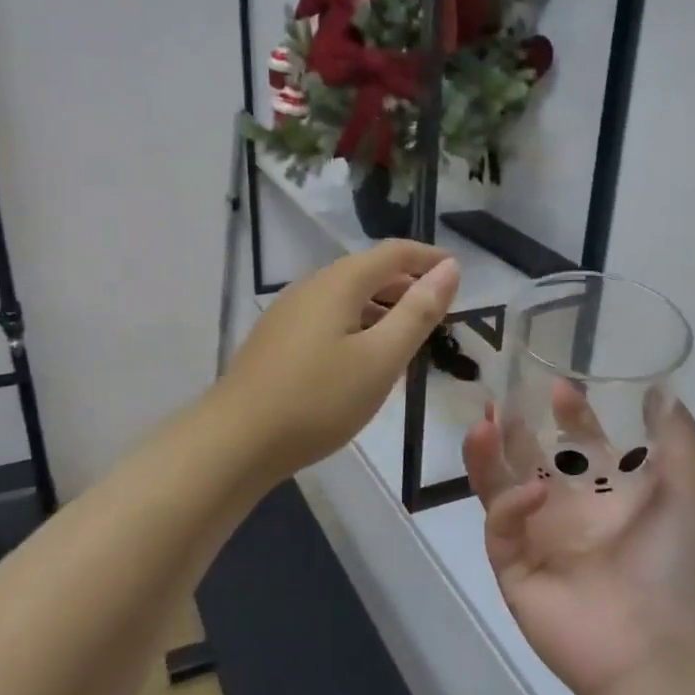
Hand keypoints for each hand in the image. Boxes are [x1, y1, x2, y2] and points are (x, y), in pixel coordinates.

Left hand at [223, 242, 460, 479]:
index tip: (459, 271)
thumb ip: (418, 312)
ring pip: (348, 300)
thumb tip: (449, 268)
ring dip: (383, 311)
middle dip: (407, 287)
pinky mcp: (277, 341)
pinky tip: (365, 363)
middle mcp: (311, 287)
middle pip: (368, 273)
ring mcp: (289, 314)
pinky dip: (358, 329)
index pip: (393, 253)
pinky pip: (329, 321)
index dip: (429, 257)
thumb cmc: (318, 399)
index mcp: (339, 283)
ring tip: (410, 343)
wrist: (236, 441)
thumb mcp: (381, 358)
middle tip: (440, 314)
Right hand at [463, 388, 694, 694]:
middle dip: (515, 430)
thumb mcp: (690, 491)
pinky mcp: (515, 570)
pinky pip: (501, 529)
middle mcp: (570, 513)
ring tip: (484, 426)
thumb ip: (676, 438)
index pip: (579, 445)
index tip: (558, 387)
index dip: (569, 415)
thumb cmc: (680, 565)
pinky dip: (509, 506)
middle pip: (530, 461)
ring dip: (489, 457)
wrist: (663, 652)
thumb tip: (660, 389)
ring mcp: (539, 541)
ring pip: (500, 488)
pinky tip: (530, 494)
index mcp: (608, 495)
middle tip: (501, 400)